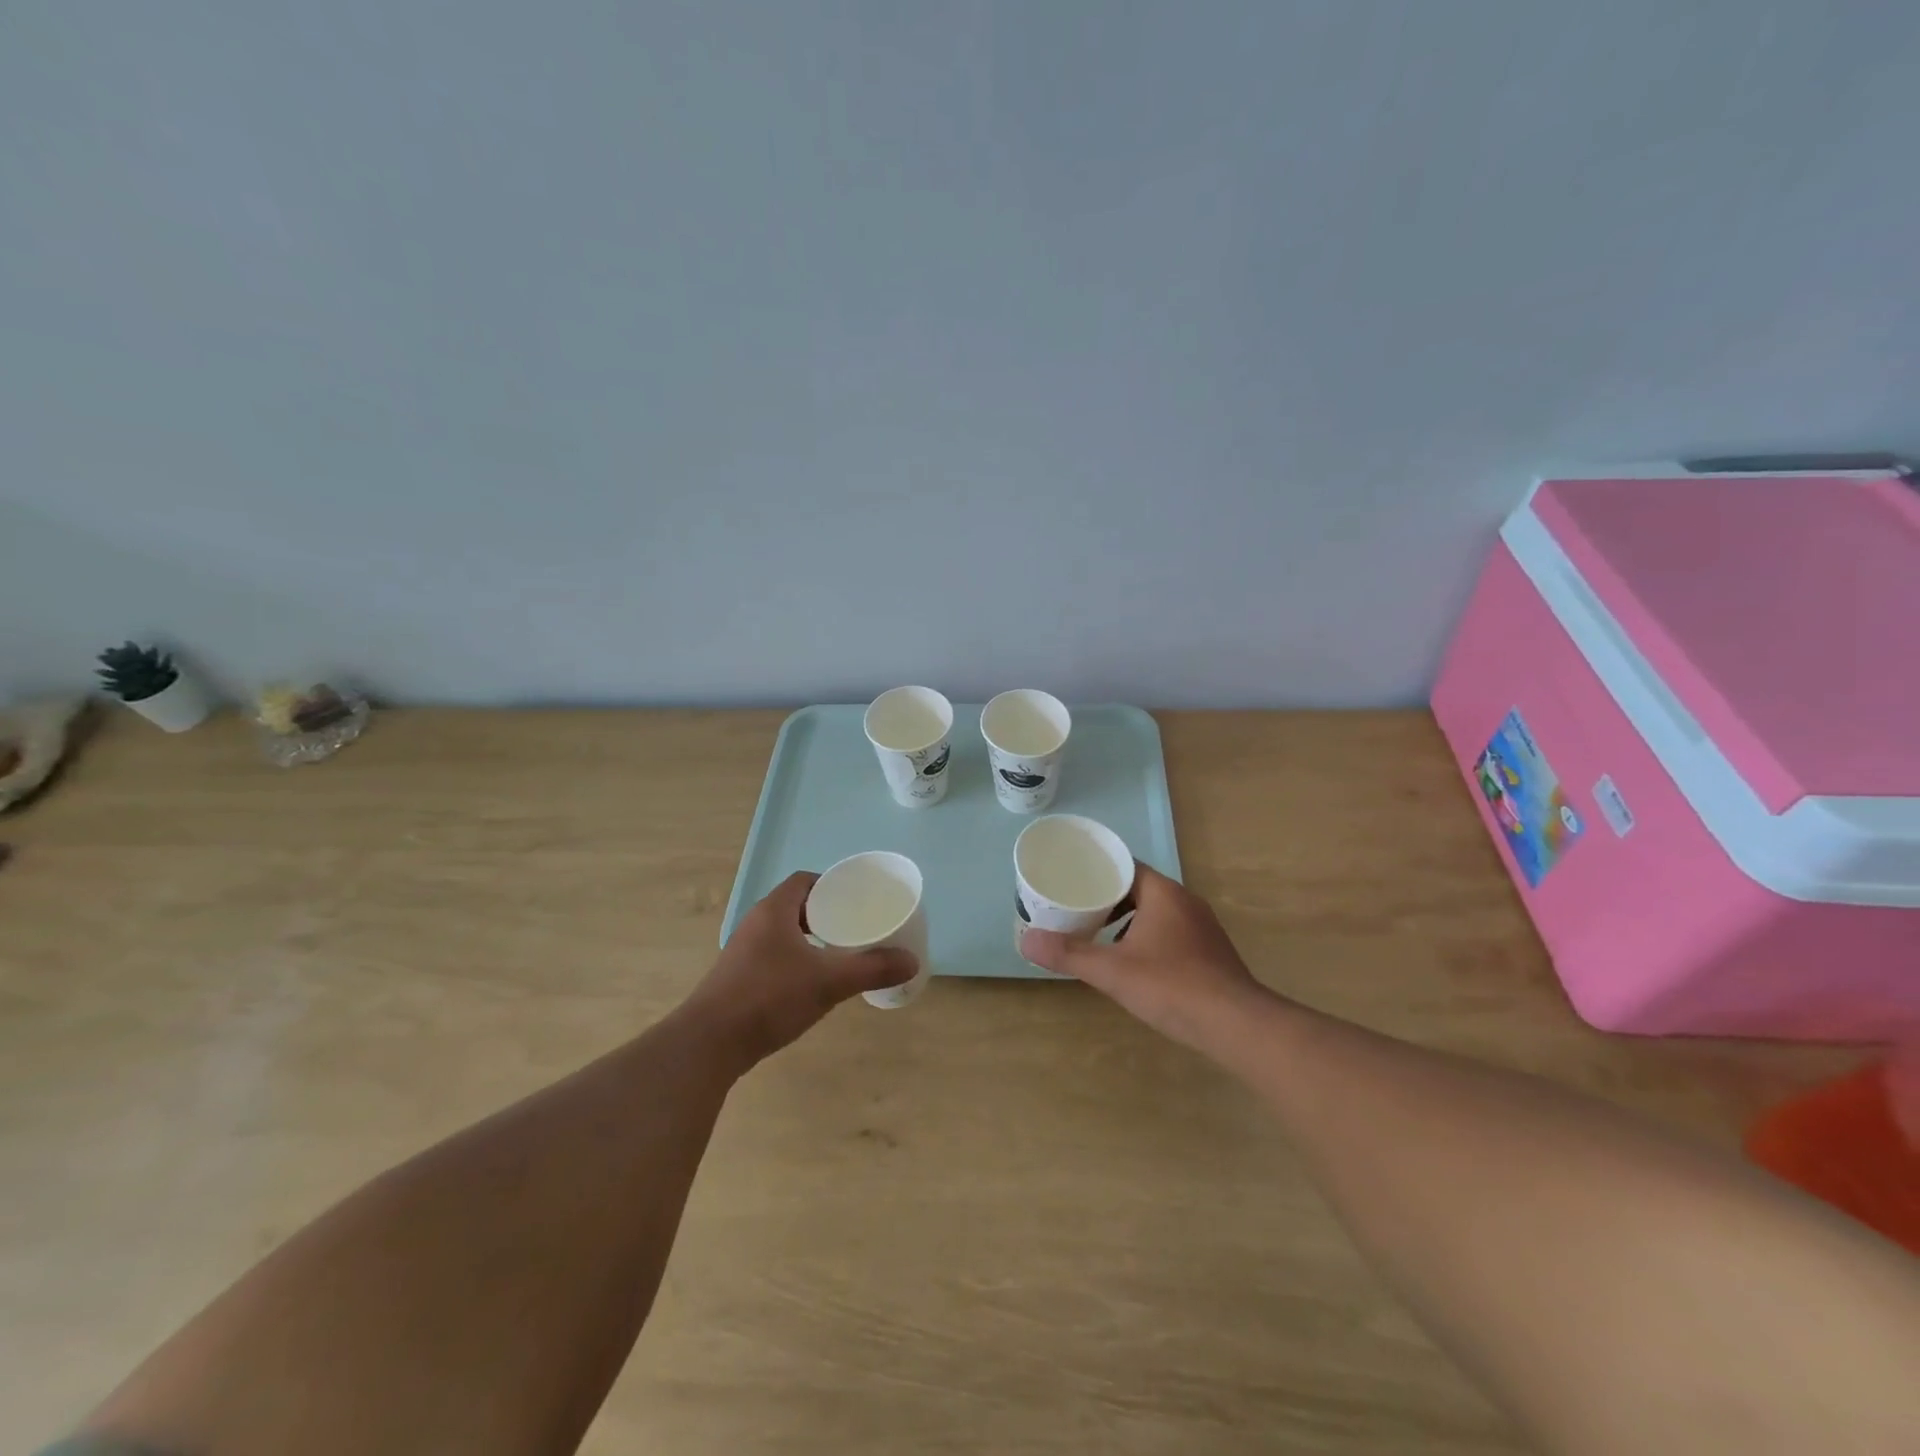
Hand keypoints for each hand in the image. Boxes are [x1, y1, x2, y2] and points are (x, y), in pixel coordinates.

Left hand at [681, 872, 917, 1069]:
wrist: (709, 1044)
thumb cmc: (769, 998)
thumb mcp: (828, 982)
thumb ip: (871, 969)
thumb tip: (911, 961)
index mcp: (774, 910)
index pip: (804, 880)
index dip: (831, 885)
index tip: (856, 899)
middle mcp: (756, 923)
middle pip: (796, 905)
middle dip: (826, 913)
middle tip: (856, 926)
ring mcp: (743, 952)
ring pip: (784, 933)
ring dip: (810, 938)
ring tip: (840, 953)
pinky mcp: (737, 978)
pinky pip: (774, 955)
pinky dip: (796, 959)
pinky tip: (812, 982)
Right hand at [1021, 864, 1266, 1049]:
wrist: (1237, 1026)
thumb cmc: (1172, 987)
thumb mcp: (1112, 971)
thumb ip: (1070, 954)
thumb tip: (1026, 939)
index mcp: (1163, 893)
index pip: (1125, 866)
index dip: (1097, 870)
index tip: (1071, 878)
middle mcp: (1185, 902)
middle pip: (1139, 888)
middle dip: (1108, 897)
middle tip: (1077, 908)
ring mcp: (1202, 927)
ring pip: (1157, 912)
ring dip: (1128, 919)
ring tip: (1099, 935)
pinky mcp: (1211, 952)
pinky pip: (1171, 932)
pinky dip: (1148, 938)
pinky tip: (1134, 963)